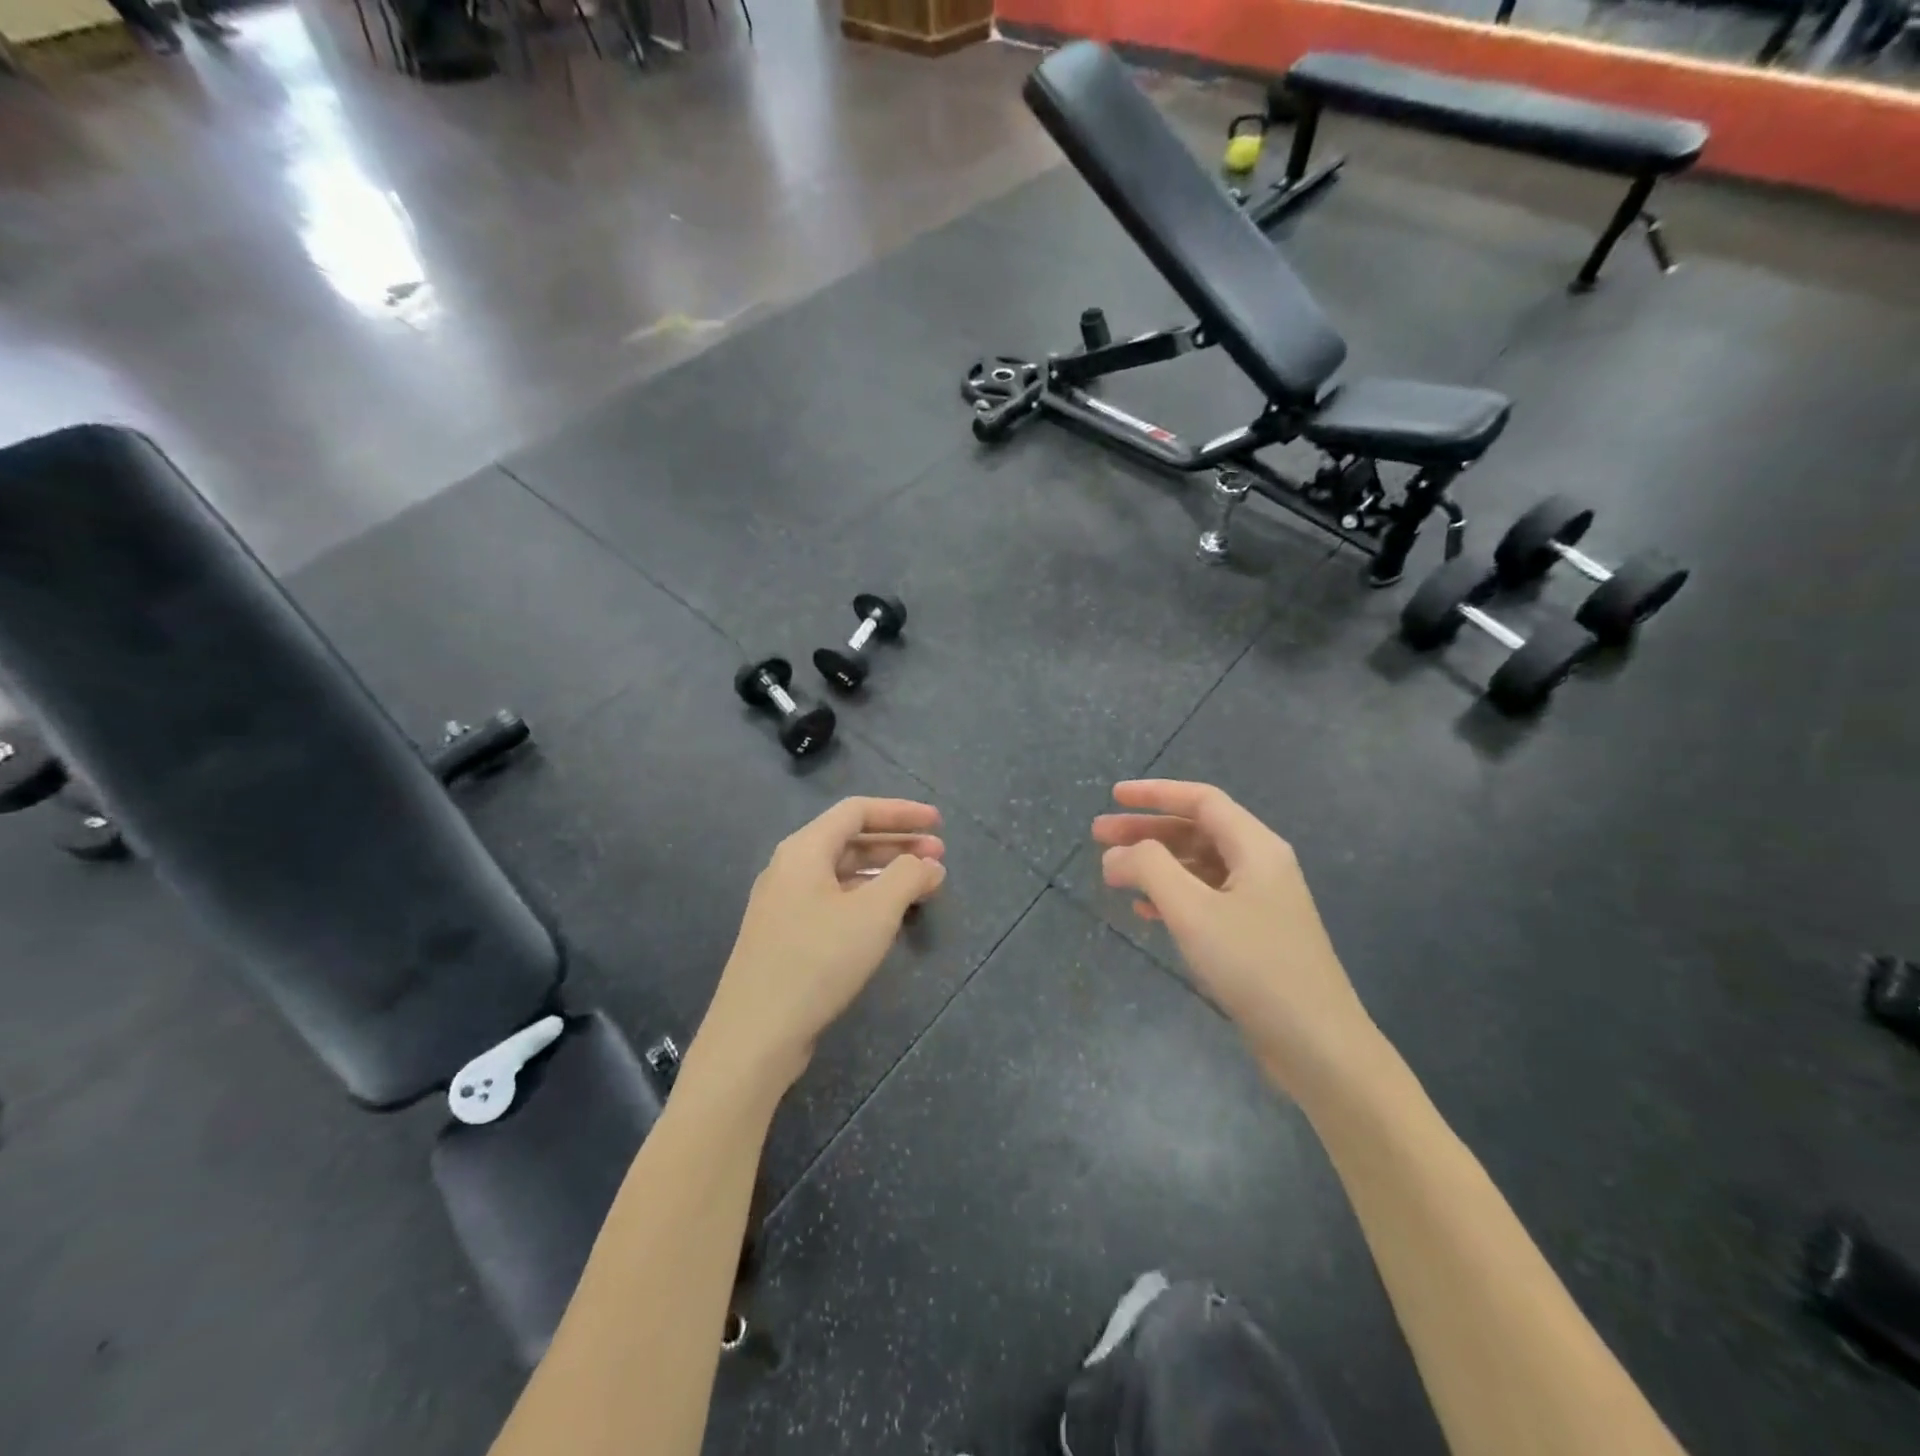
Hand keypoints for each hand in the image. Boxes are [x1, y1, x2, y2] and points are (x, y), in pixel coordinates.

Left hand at [697, 798, 946, 1093]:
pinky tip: (888, 918)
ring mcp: (783, 904)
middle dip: (898, 845)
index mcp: (804, 850)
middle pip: (850, 840)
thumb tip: (928, 864)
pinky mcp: (784, 936)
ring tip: (922, 887)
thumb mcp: (874, 913)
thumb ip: (907, 878)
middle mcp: (789, 868)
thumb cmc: (818, 960)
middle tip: (939, 858)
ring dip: (884, 874)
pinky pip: (832, 900)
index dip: (901, 812)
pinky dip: (866, 899)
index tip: (937, 823)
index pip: (857, 811)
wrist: (755, 1034)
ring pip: (842, 873)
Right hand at [1093, 780, 1377, 1098]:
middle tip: (1098, 836)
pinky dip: (1172, 897)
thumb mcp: (1193, 911)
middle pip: (1197, 831)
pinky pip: (1206, 899)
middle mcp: (1261, 865)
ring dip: (1155, 865)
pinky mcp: (1255, 935)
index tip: (1113, 796)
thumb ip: (1149, 869)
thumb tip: (1116, 854)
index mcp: (1255, 847)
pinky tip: (1144, 913)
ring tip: (1113, 874)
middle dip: (1146, 830)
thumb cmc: (1254, 966)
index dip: (1155, 793)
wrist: (1317, 1044)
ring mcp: (1260, 902)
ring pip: (1199, 866)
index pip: (1201, 800)